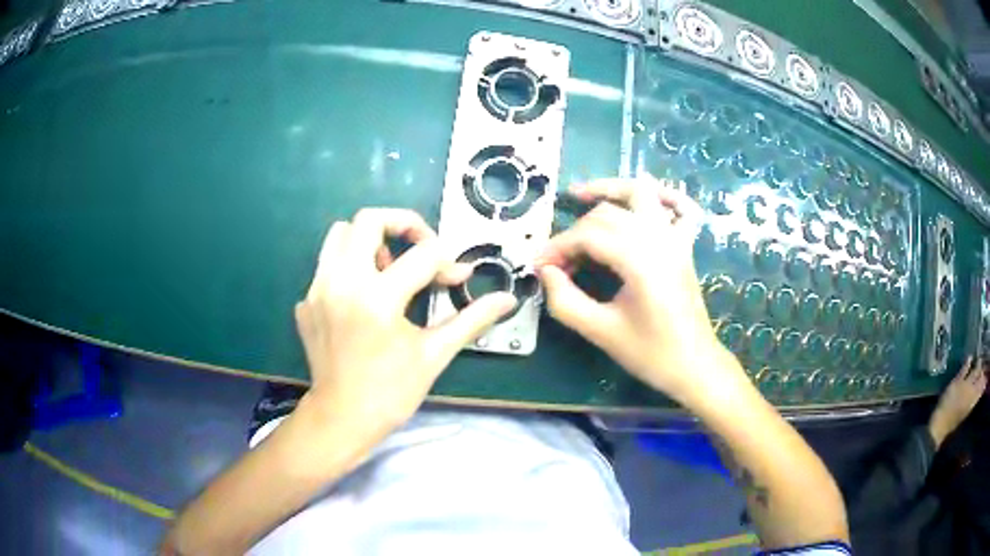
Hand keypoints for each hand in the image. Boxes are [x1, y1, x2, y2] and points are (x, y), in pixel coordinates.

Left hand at [294, 208, 515, 441]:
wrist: (342, 418)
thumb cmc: (392, 392)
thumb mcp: (435, 353)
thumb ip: (472, 319)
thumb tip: (506, 299)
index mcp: (378, 299)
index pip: (422, 255)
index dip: (449, 262)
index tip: (457, 278)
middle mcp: (342, 283)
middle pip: (368, 220)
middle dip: (403, 224)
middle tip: (420, 248)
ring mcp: (317, 290)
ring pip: (340, 234)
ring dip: (369, 240)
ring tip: (388, 269)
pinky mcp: (305, 301)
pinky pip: (327, 265)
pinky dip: (350, 268)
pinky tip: (364, 298)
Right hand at [536, 176, 730, 401]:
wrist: (693, 365)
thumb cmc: (650, 353)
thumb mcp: (600, 332)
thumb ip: (565, 300)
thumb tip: (545, 272)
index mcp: (640, 261)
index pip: (588, 235)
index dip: (557, 247)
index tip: (538, 266)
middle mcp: (659, 239)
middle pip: (607, 214)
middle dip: (575, 231)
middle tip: (558, 262)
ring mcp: (675, 238)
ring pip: (641, 194)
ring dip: (610, 190)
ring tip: (581, 196)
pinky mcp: (684, 245)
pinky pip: (680, 207)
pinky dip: (662, 195)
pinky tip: (642, 198)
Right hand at [928, 356, 986, 447]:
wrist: (941, 426)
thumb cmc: (947, 402)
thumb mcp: (954, 384)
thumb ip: (963, 371)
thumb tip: (970, 358)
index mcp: (970, 384)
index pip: (978, 370)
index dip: (979, 362)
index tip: (980, 356)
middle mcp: (973, 393)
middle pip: (980, 381)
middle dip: (982, 373)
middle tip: (982, 367)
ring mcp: (971, 403)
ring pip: (979, 391)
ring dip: (981, 384)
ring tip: (981, 378)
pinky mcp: (968, 411)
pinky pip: (976, 400)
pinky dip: (978, 393)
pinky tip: (977, 391)